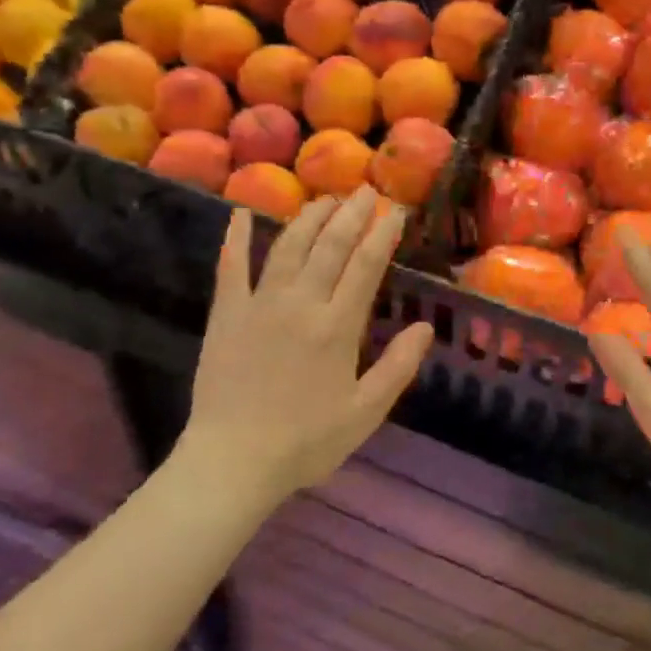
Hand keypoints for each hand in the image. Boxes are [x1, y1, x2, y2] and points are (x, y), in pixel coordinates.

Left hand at [177, 188, 434, 507]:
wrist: (233, 460)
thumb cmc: (307, 442)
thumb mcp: (365, 412)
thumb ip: (398, 367)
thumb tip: (425, 327)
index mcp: (338, 327)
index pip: (367, 266)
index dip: (384, 234)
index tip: (397, 211)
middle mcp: (301, 304)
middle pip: (330, 246)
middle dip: (352, 214)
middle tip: (366, 190)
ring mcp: (259, 304)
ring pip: (288, 246)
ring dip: (309, 217)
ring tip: (325, 198)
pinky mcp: (226, 315)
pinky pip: (230, 267)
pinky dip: (235, 237)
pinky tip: (239, 213)